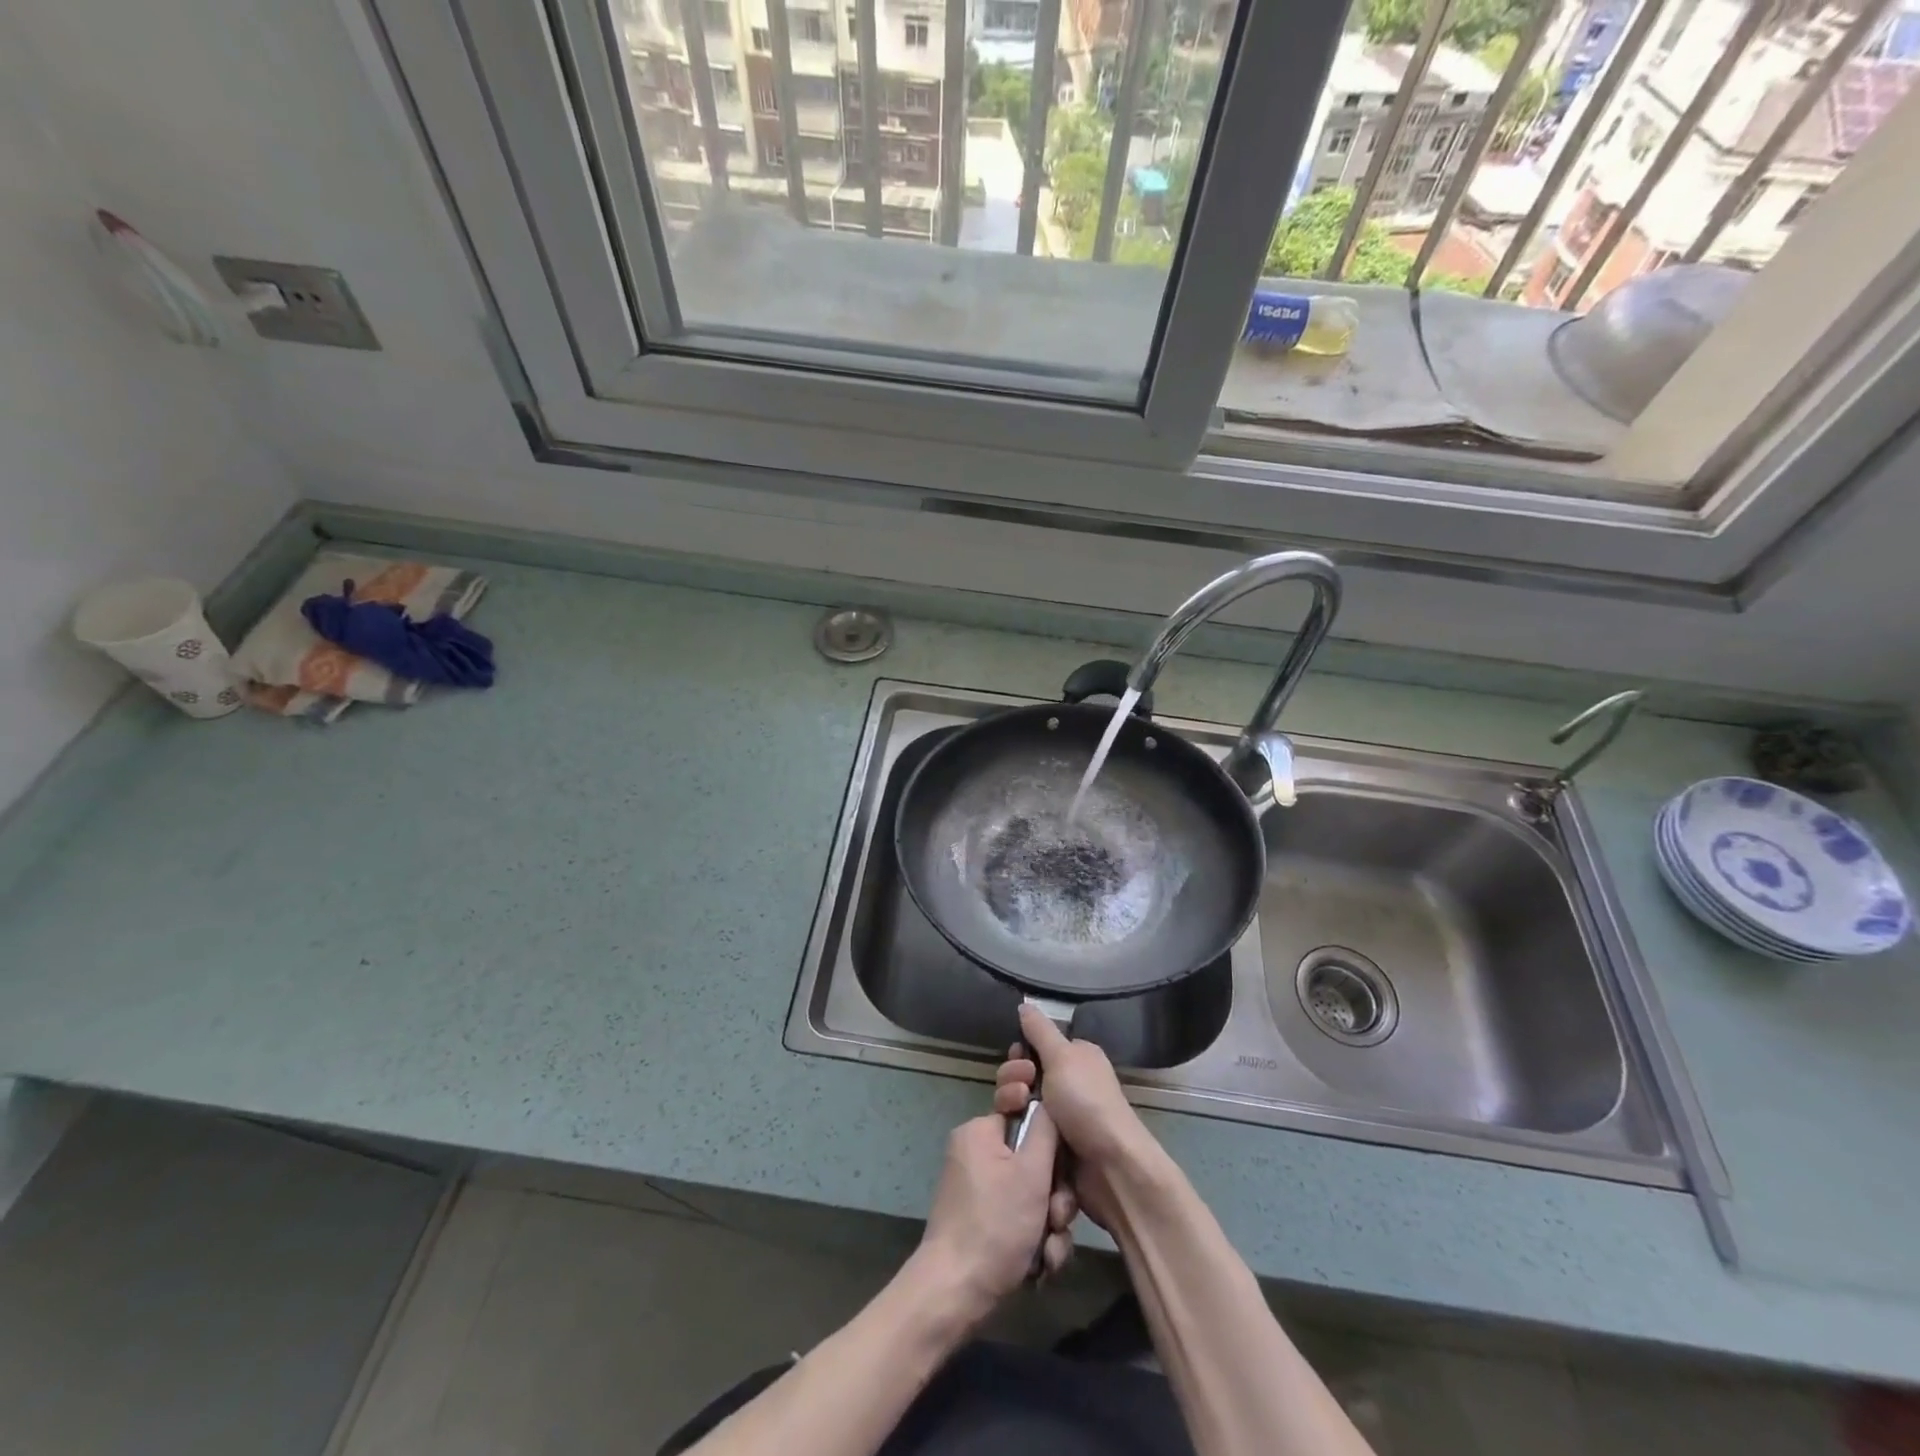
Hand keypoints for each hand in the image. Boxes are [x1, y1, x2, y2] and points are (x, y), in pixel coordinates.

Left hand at [915, 1105, 1071, 1319]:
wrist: (956, 1293)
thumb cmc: (995, 1224)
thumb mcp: (1031, 1171)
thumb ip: (1046, 1130)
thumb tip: (1050, 1102)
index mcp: (980, 1132)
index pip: (1026, 1117)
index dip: (1051, 1143)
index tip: (1060, 1169)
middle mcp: (976, 1155)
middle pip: (1033, 1162)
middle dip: (1054, 1197)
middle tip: (1056, 1219)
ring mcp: (978, 1192)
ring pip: (1031, 1197)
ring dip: (1049, 1226)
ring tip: (1048, 1252)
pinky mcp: (982, 1224)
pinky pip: (1019, 1220)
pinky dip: (1034, 1242)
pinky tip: (1039, 1266)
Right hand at [996, 1004, 1159, 1231]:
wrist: (1110, 1166)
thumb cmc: (1087, 1102)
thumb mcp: (1062, 1057)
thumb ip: (1040, 1030)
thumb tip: (1025, 1004)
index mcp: (1076, 1058)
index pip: (1036, 1046)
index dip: (1021, 1052)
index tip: (1017, 1059)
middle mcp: (1069, 1083)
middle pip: (1024, 1076)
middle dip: (1013, 1081)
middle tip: (1020, 1092)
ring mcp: (1061, 1116)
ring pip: (1021, 1105)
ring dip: (1013, 1107)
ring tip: (1017, 1113)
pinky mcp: (1053, 1145)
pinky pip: (1027, 1132)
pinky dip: (1020, 1132)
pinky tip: (1014, 1136)